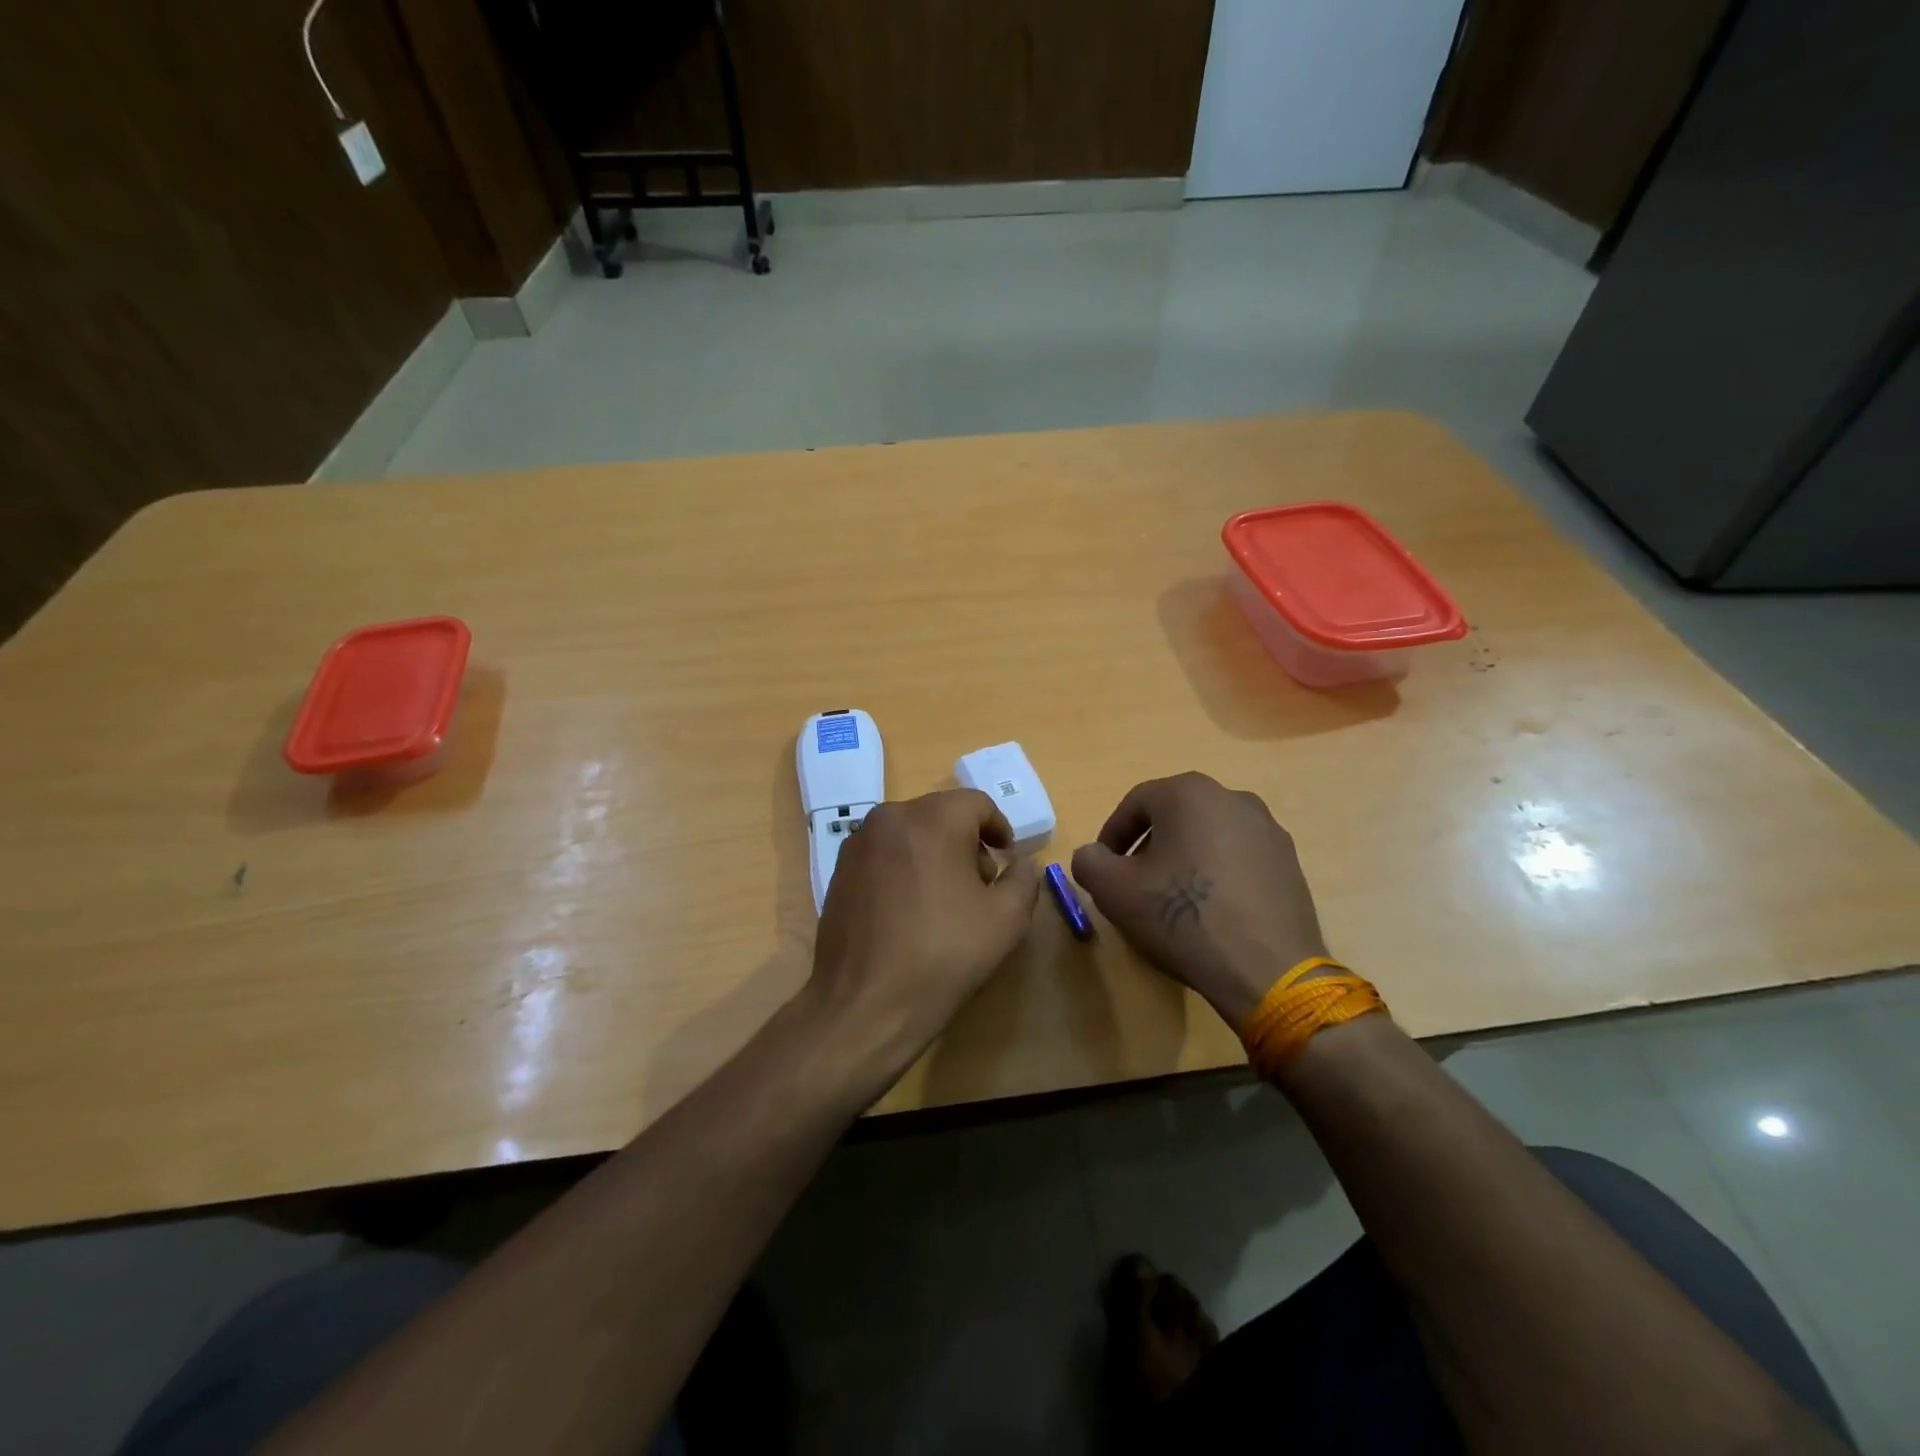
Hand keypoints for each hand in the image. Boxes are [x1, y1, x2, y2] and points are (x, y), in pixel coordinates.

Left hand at [808, 789, 1042, 1077]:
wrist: (866, 1003)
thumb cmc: (944, 955)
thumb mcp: (1006, 920)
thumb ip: (1023, 879)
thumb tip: (1021, 863)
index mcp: (933, 819)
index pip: (977, 803)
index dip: (999, 828)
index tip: (1007, 859)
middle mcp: (890, 817)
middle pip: (942, 814)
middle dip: (967, 841)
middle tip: (980, 885)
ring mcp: (858, 843)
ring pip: (910, 831)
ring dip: (934, 852)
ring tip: (944, 900)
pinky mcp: (839, 869)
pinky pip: (884, 853)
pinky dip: (904, 866)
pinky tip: (908, 910)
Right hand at [1070, 773, 1328, 1028]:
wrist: (1267, 969)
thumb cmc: (1182, 917)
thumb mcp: (1114, 890)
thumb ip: (1089, 861)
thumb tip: (1093, 855)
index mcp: (1189, 793)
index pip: (1135, 804)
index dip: (1113, 835)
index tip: (1105, 868)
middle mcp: (1232, 798)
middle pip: (1175, 816)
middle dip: (1149, 846)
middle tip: (1135, 884)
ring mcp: (1268, 829)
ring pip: (1208, 835)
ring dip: (1184, 859)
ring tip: (1174, 900)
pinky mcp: (1290, 862)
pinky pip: (1239, 857)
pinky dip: (1218, 874)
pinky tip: (1212, 911)